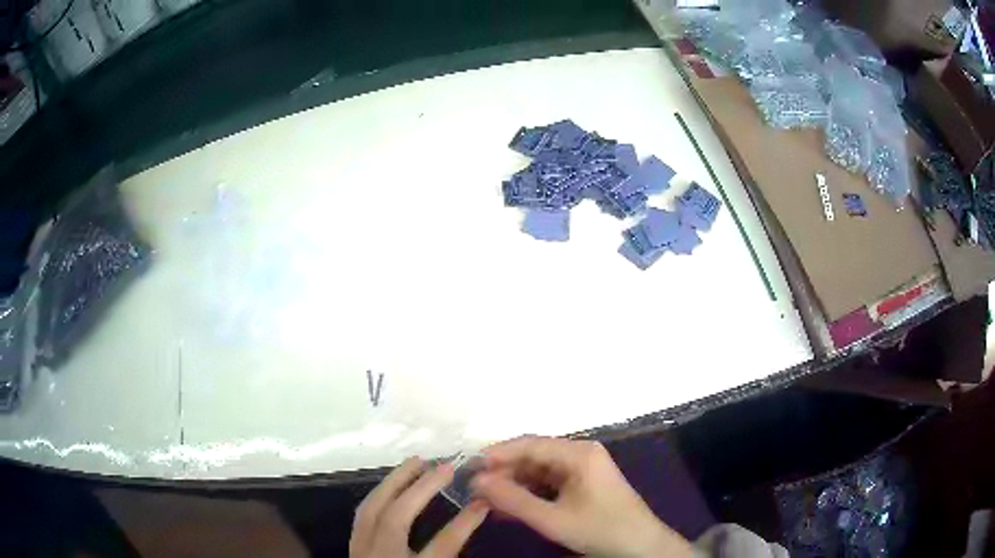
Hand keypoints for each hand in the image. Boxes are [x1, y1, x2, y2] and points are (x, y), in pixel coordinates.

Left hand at [351, 457, 488, 557]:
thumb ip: (449, 555)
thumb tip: (473, 530)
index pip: (440, 547)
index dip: (463, 523)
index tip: (483, 503)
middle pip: (396, 519)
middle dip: (422, 489)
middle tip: (445, 465)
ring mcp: (360, 551)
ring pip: (371, 509)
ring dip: (394, 482)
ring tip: (415, 462)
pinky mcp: (352, 548)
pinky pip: (361, 515)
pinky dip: (377, 495)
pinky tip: (389, 486)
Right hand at [472, 436, 692, 557]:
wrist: (640, 547)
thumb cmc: (600, 529)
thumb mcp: (552, 518)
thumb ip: (513, 500)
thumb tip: (477, 481)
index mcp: (578, 453)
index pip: (529, 444)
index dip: (497, 454)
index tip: (468, 468)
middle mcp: (581, 454)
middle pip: (534, 456)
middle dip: (504, 472)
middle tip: (474, 489)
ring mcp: (584, 469)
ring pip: (539, 471)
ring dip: (514, 484)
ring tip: (486, 500)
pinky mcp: (584, 484)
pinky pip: (550, 483)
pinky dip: (530, 494)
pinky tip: (510, 507)